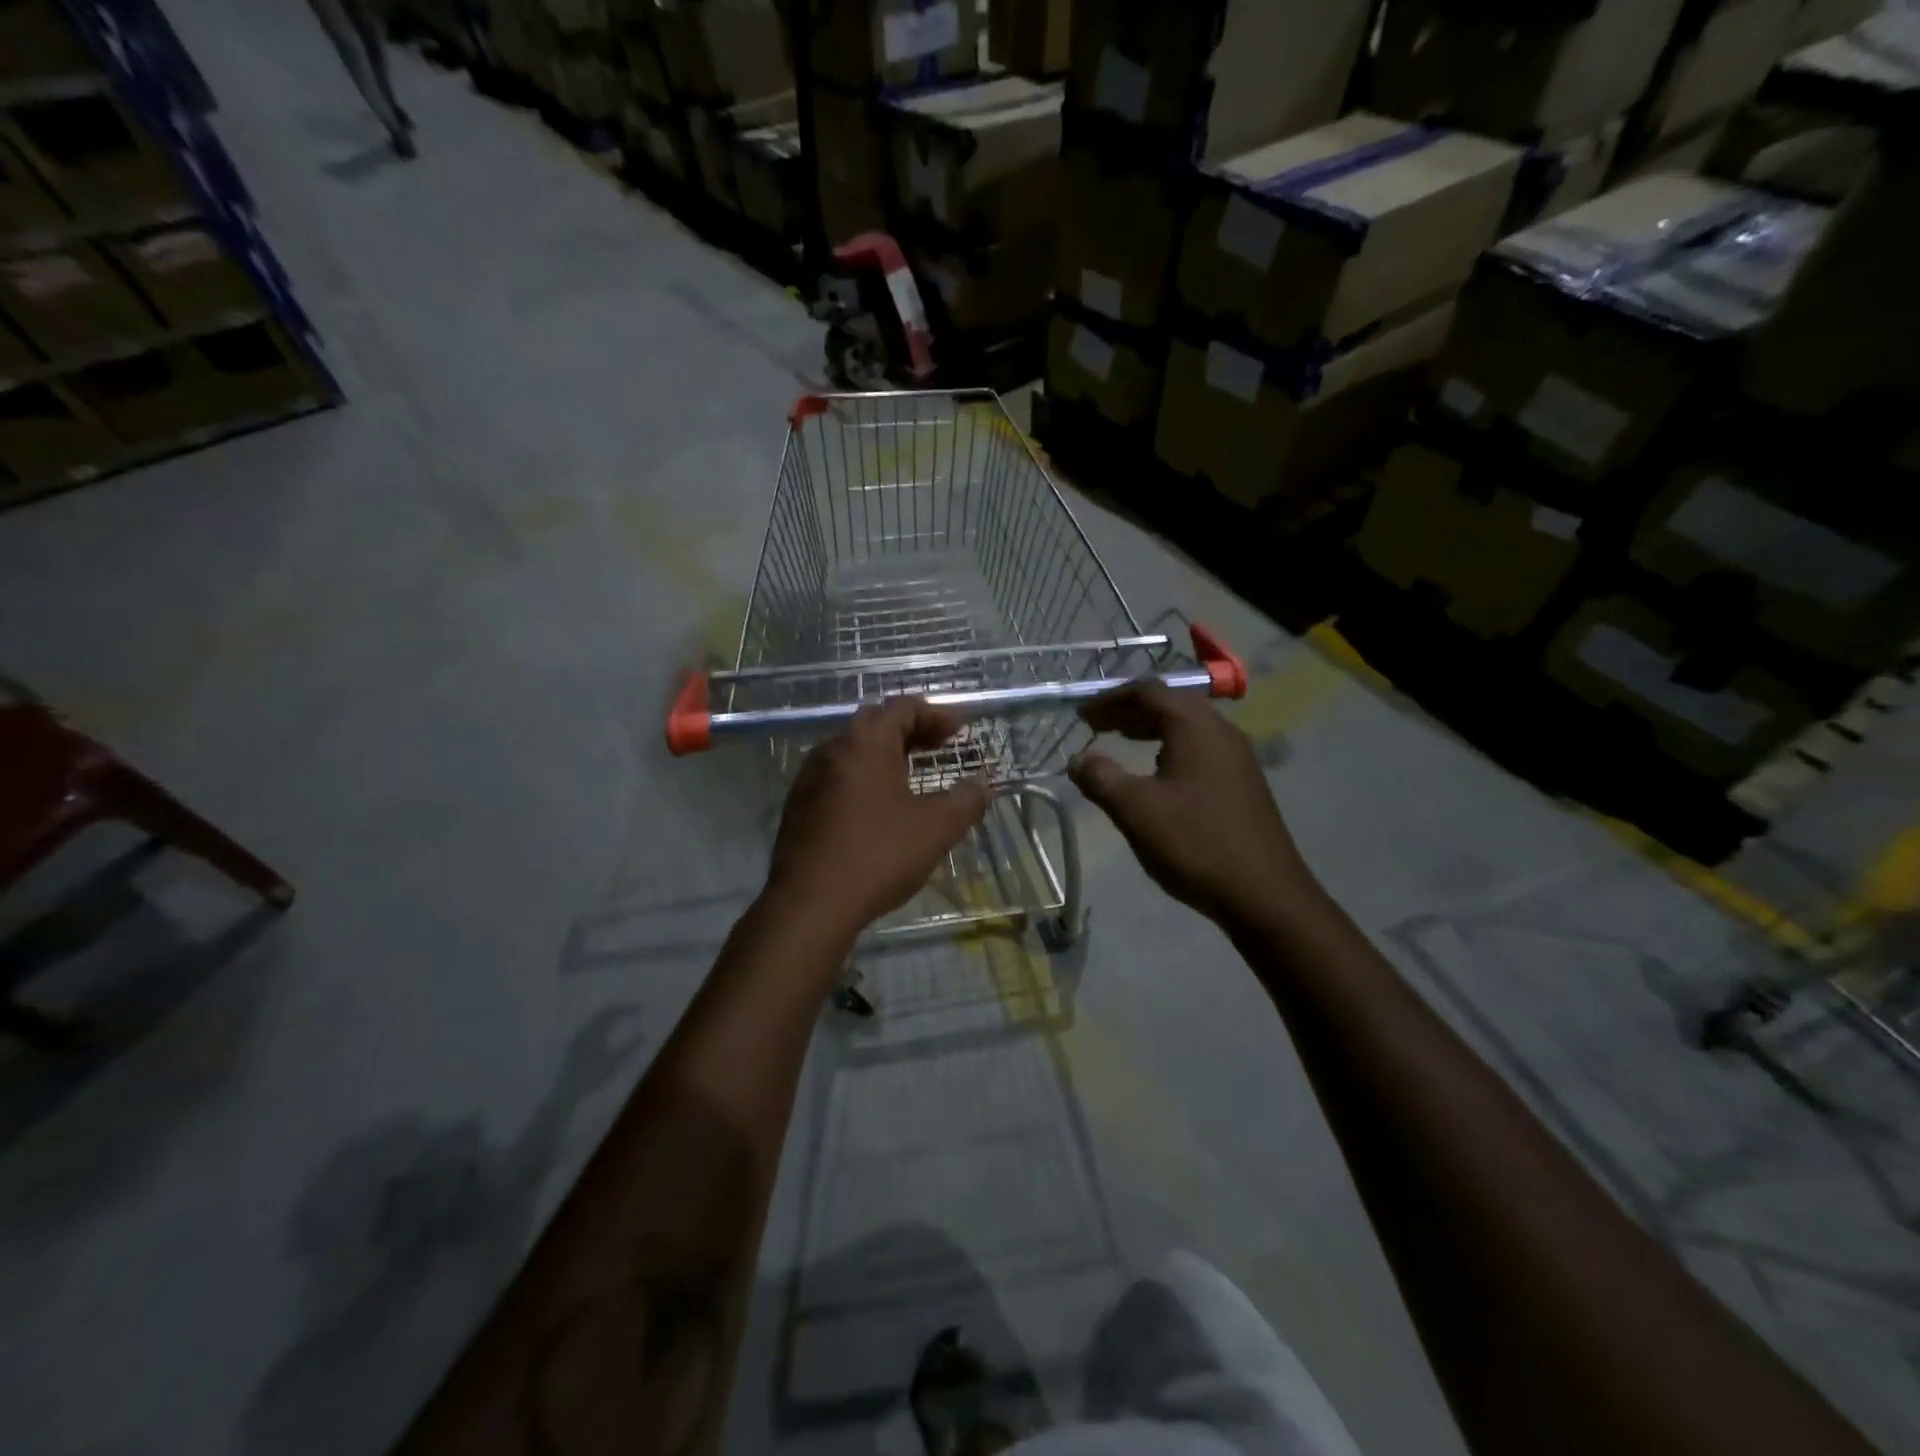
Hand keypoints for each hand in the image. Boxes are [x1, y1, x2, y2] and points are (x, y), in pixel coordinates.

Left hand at [765, 698, 991, 939]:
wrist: (810, 904)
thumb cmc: (878, 855)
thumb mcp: (936, 828)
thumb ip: (966, 801)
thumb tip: (982, 785)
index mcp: (866, 744)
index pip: (902, 708)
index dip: (935, 715)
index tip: (959, 732)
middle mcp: (832, 750)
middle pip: (874, 723)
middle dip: (909, 730)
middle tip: (936, 747)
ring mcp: (809, 778)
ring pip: (851, 750)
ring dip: (883, 754)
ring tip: (909, 775)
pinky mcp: (798, 807)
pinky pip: (836, 777)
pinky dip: (862, 778)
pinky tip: (876, 808)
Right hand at [1068, 682, 1316, 926]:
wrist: (1264, 894)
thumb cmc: (1195, 843)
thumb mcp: (1136, 810)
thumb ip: (1101, 778)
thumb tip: (1078, 759)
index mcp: (1196, 727)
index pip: (1148, 692)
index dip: (1111, 699)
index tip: (1082, 714)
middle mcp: (1221, 732)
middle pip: (1170, 705)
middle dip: (1129, 711)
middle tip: (1095, 725)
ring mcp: (1237, 758)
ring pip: (1186, 727)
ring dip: (1150, 729)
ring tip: (1120, 742)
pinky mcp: (1243, 782)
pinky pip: (1200, 749)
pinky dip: (1169, 748)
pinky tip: (1156, 774)